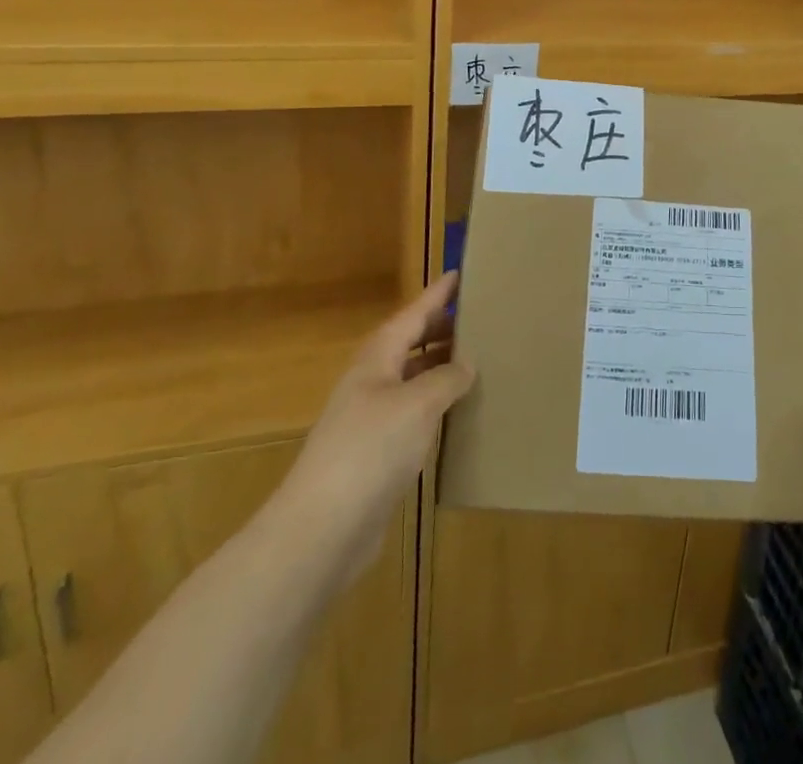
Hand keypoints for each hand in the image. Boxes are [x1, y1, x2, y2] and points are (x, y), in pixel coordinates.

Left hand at [270, 272, 474, 591]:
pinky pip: (414, 413)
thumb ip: (447, 378)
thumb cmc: (370, 450)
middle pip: (411, 343)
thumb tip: (467, 363)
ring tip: (479, 358)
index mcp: (378, 358)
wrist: (322, 529)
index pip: (413, 314)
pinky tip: (458, 412)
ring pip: (413, 379)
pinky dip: (437, 404)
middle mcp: (373, 381)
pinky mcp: (378, 453)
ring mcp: (372, 418)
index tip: (461, 273)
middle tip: (480, 316)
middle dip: (442, 328)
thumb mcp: (417, 404)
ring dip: (441, 366)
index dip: (437, 294)